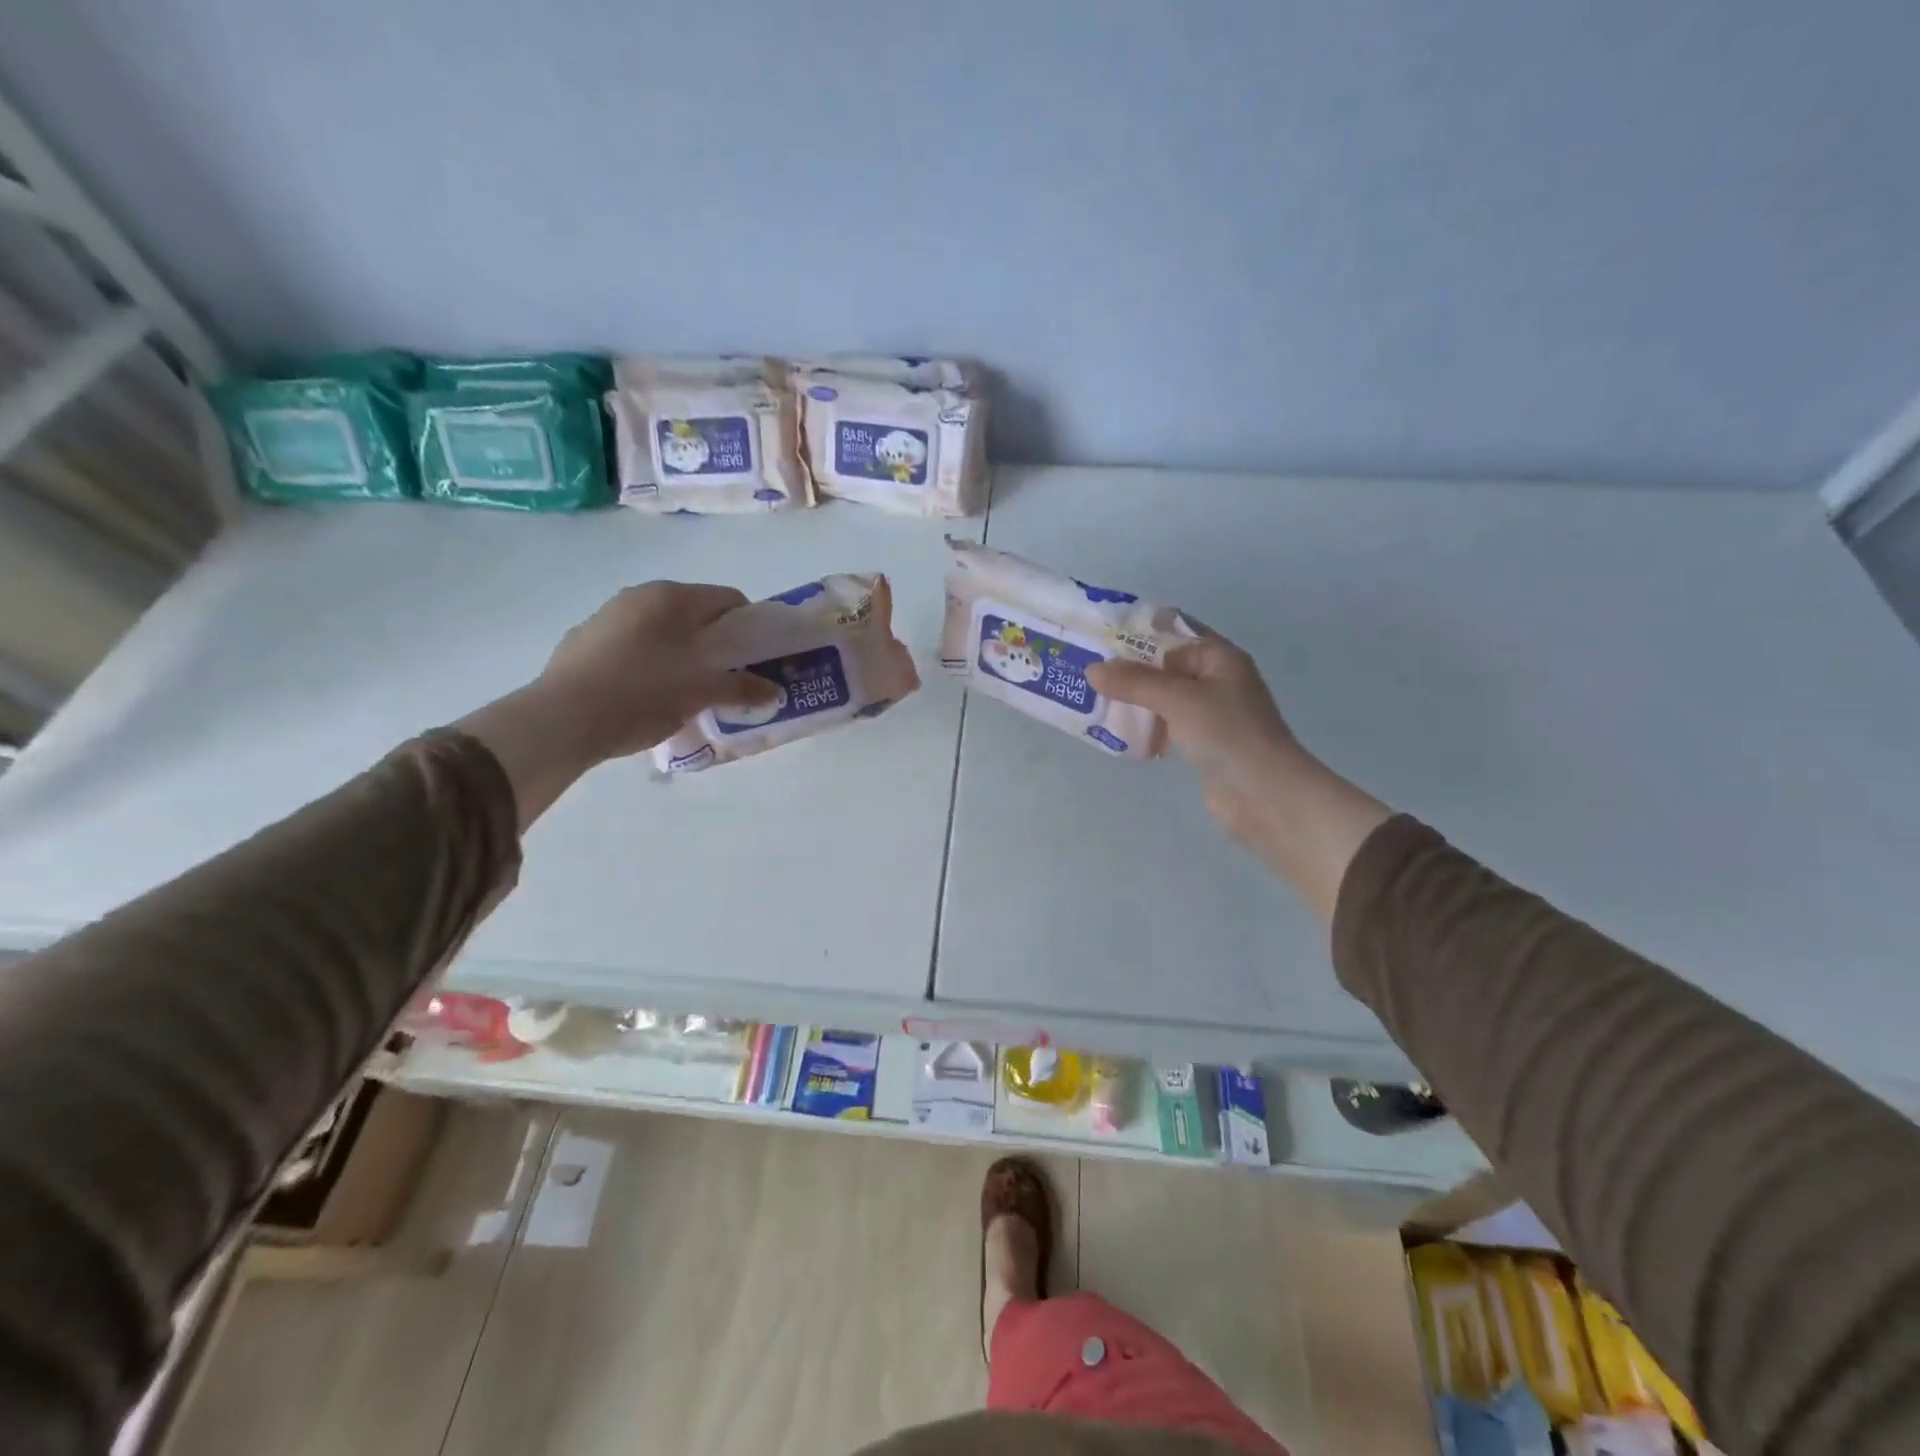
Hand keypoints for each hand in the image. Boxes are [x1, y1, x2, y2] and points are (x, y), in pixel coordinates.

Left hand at [456, 582, 775, 827]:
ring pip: (661, 631)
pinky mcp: (583, 642)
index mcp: (673, 597)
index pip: (729, 599)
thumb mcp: (702, 692)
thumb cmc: (643, 693)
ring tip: (685, 692)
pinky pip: (631, 646)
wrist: (562, 718)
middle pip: (694, 615)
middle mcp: (639, 595)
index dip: (749, 628)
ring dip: (681, 654)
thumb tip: (775, 691)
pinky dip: (648, 663)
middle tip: (725, 679)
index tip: (755, 660)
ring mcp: (607, 616)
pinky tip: (644, 696)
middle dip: (715, 644)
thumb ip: (743, 687)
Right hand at [1087, 634, 1302, 851]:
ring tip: (1094, 699)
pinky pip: (1167, 724)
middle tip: (1088, 669)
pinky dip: (1145, 724)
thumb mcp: (1178, 699)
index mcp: (1219, 657)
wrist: (1264, 794)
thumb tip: (1092, 670)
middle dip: (1129, 667)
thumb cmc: (1227, 734)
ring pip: (1163, 696)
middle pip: (1165, 664)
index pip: (1174, 631)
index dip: (1138, 629)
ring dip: (1134, 698)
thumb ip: (1134, 682)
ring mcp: (1210, 713)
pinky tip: (1117, 730)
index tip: (1100, 634)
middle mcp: (1216, 679)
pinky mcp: (1202, 742)